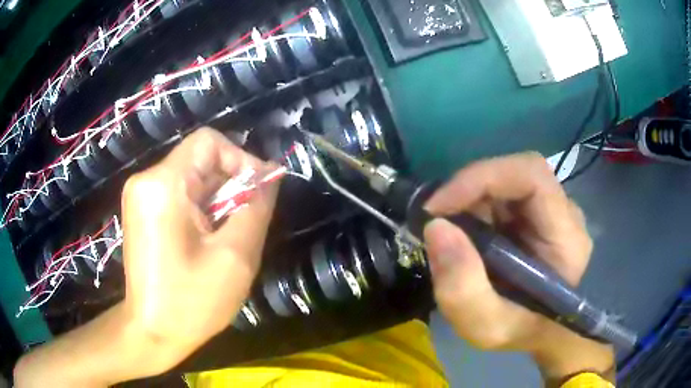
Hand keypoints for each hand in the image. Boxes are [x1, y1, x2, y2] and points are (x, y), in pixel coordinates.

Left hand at [14, 128, 278, 387]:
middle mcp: (146, 180)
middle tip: (247, 222)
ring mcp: (140, 196)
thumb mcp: (235, 257)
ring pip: (192, 179)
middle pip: (200, 160)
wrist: (151, 332)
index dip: (240, 159)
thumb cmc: (191, 303)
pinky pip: (180, 194)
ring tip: (228, 236)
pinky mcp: (142, 210)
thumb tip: (270, 176)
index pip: (209, 142)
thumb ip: (256, 208)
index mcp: (162, 185)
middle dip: (230, 185)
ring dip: (218, 200)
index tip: (258, 193)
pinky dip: (202, 209)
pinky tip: (209, 239)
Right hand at [423, 152, 613, 382]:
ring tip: (449, 232)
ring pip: (505, 180)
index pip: (532, 176)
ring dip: (469, 199)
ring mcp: (550, 209)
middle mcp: (564, 212)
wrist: (537, 331)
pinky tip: (464, 233)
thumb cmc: (520, 331)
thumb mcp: (487, 327)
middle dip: (469, 190)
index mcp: (566, 237)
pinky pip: (501, 193)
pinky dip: (473, 206)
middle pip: (515, 173)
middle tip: (435, 219)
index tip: (438, 207)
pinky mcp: (535, 212)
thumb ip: (463, 290)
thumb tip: (435, 228)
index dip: (482, 178)